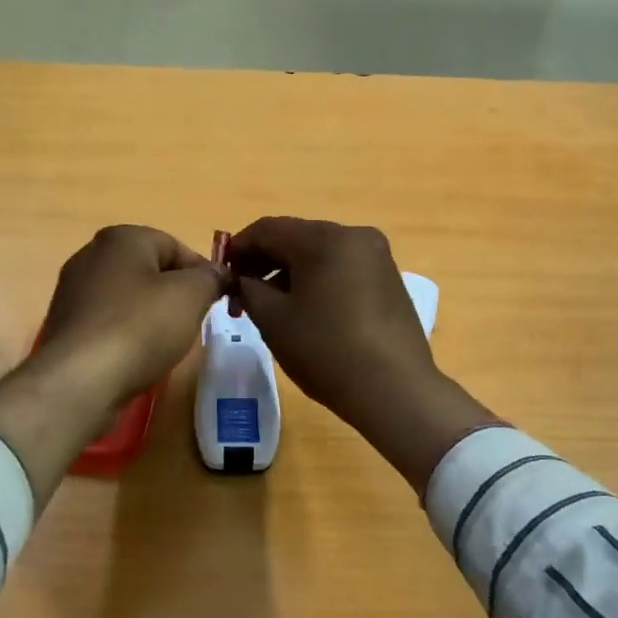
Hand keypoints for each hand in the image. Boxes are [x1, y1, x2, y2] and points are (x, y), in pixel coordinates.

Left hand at [35, 224, 223, 407]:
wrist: (80, 380)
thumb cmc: (140, 327)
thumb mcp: (191, 295)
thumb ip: (210, 278)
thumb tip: (218, 274)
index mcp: (121, 238)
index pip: (176, 246)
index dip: (202, 272)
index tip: (217, 301)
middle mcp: (91, 255)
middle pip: (150, 270)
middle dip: (175, 294)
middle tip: (193, 322)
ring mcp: (73, 291)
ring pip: (129, 297)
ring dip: (151, 316)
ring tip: (166, 344)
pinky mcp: (66, 325)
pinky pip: (109, 322)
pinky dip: (127, 334)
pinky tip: (136, 356)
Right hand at [226, 217, 500, 489]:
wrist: (395, 389)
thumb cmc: (326, 350)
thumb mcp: (273, 320)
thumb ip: (248, 288)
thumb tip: (243, 278)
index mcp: (324, 238)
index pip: (268, 229)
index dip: (238, 248)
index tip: (222, 273)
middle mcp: (354, 235)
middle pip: (295, 237)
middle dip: (264, 262)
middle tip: (242, 295)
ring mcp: (376, 256)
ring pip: (319, 253)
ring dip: (290, 272)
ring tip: (271, 307)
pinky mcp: (388, 278)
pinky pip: (342, 268)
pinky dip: (317, 280)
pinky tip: (306, 311)